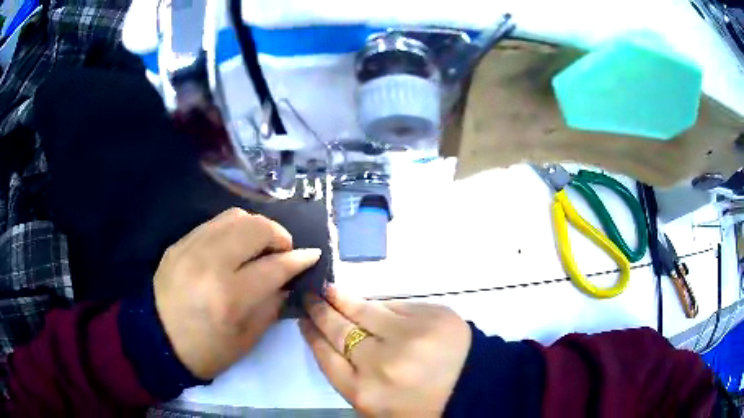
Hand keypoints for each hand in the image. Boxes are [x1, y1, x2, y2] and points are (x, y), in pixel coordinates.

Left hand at [154, 208, 320, 378]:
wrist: (156, 341)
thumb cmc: (205, 351)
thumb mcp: (247, 339)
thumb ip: (271, 304)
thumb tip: (288, 279)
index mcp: (229, 297)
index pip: (274, 266)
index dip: (299, 259)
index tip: (313, 255)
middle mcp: (209, 264)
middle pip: (255, 228)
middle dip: (279, 235)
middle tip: (283, 251)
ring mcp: (191, 248)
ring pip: (235, 217)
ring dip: (257, 227)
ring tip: (260, 246)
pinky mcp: (179, 243)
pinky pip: (214, 223)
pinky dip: (233, 230)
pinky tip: (235, 247)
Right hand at [300, 286, 471, 416]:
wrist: (474, 391)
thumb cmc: (421, 406)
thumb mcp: (377, 407)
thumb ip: (352, 379)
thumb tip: (334, 343)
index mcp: (365, 392)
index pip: (326, 357)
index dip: (312, 336)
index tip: (304, 321)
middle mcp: (381, 362)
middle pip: (339, 331)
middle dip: (321, 312)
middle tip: (309, 297)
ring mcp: (409, 335)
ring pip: (365, 310)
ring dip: (343, 299)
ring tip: (330, 290)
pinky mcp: (432, 316)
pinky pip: (397, 306)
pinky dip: (381, 306)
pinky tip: (370, 303)